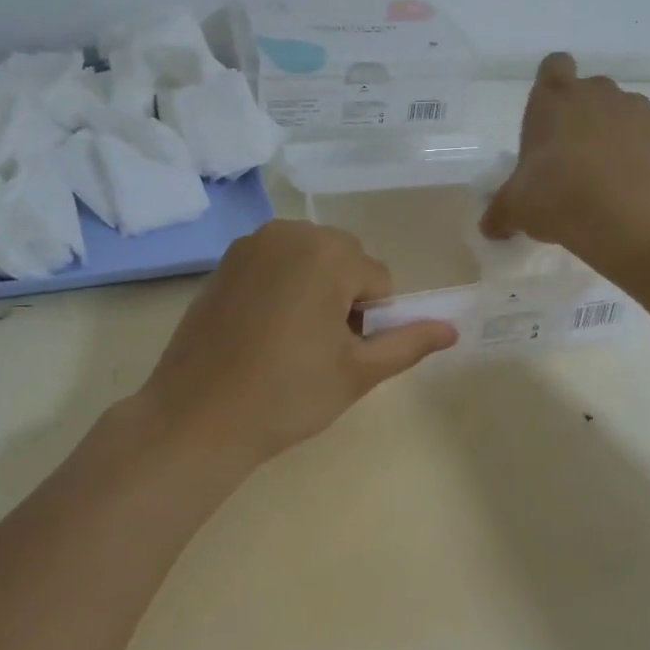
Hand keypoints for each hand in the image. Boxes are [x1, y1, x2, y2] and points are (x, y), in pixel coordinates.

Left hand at [136, 220, 457, 466]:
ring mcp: (251, 244)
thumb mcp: (358, 372)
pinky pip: (274, 263)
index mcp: (328, 252)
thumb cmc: (287, 394)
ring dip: (314, 289)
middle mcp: (290, 232)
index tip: (343, 354)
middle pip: (344, 260)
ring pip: (309, 259)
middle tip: (320, 348)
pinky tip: (261, 330)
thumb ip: (409, 342)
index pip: (378, 280)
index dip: (370, 320)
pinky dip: (281, 286)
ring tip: (290, 340)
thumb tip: (453, 329)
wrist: (197, 416)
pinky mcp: (224, 261)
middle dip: (343, 297)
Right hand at [481, 53, 649, 262]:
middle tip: (573, 157)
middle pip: (590, 90)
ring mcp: (637, 109)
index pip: (553, 66)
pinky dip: (644, 153)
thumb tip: (490, 227)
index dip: (552, 84)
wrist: (630, 218)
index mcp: (553, 100)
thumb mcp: (516, 209)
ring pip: (623, 111)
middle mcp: (596, 93)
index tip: (550, 114)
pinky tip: (636, 186)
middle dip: (583, 115)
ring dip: (615, 133)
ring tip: (608, 176)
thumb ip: (501, 212)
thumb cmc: (558, 198)